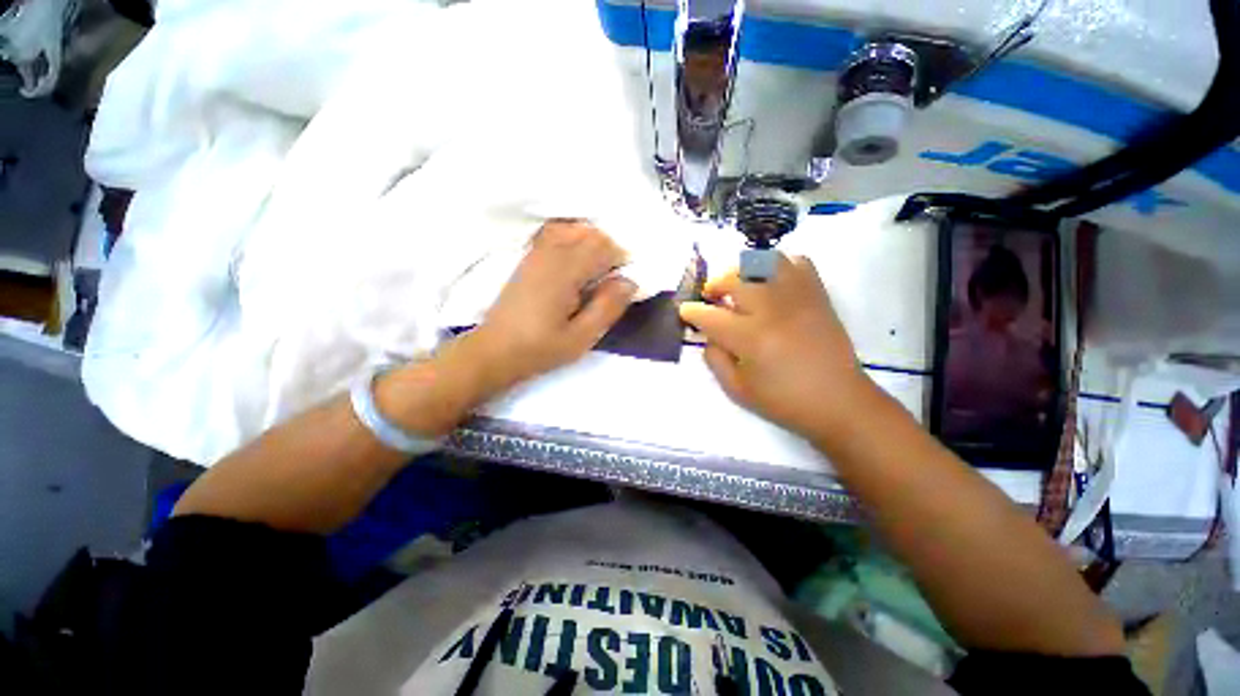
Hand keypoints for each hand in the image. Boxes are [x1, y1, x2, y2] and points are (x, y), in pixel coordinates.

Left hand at [466, 220, 636, 394]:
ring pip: (573, 230)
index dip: (621, 259)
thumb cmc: (539, 348)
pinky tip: (575, 266)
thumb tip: (630, 281)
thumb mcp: (581, 337)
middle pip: (590, 233)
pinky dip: (574, 241)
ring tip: (595, 272)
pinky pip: (556, 234)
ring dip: (591, 244)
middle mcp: (550, 253)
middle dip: (609, 250)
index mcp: (564, 271)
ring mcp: (536, 253)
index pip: (603, 247)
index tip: (624, 283)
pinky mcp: (528, 258)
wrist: (494, 350)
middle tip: (612, 280)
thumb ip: (607, 307)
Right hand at [679, 254, 875, 441]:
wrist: (838, 401)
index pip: (709, 315)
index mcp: (749, 338)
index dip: (691, 311)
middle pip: (734, 280)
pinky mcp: (817, 295)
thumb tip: (708, 334)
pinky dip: (779, 265)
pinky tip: (772, 283)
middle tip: (712, 297)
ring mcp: (797, 298)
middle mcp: (771, 310)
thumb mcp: (737, 389)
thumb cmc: (783, 400)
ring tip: (740, 285)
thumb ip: (714, 359)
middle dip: (715, 285)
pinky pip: (797, 262)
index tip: (685, 310)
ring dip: (743, 271)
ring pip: (763, 262)